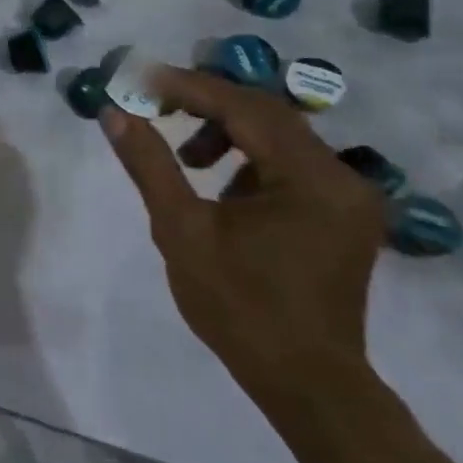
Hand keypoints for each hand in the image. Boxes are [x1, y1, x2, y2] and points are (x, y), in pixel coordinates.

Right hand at [98, 66, 385, 398]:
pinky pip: (291, 164)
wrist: (306, 384)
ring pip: (280, 136)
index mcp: (310, 178)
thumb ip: (149, 164)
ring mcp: (348, 196)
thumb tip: (114, 113)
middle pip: (266, 113)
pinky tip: (223, 191)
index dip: (187, 87)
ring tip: (187, 160)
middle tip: (154, 104)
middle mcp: (341, 177)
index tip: (139, 79)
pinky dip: (251, 160)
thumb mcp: (181, 230)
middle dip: (205, 103)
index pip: (243, 107)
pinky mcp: (343, 214)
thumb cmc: (239, 308)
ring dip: (228, 133)